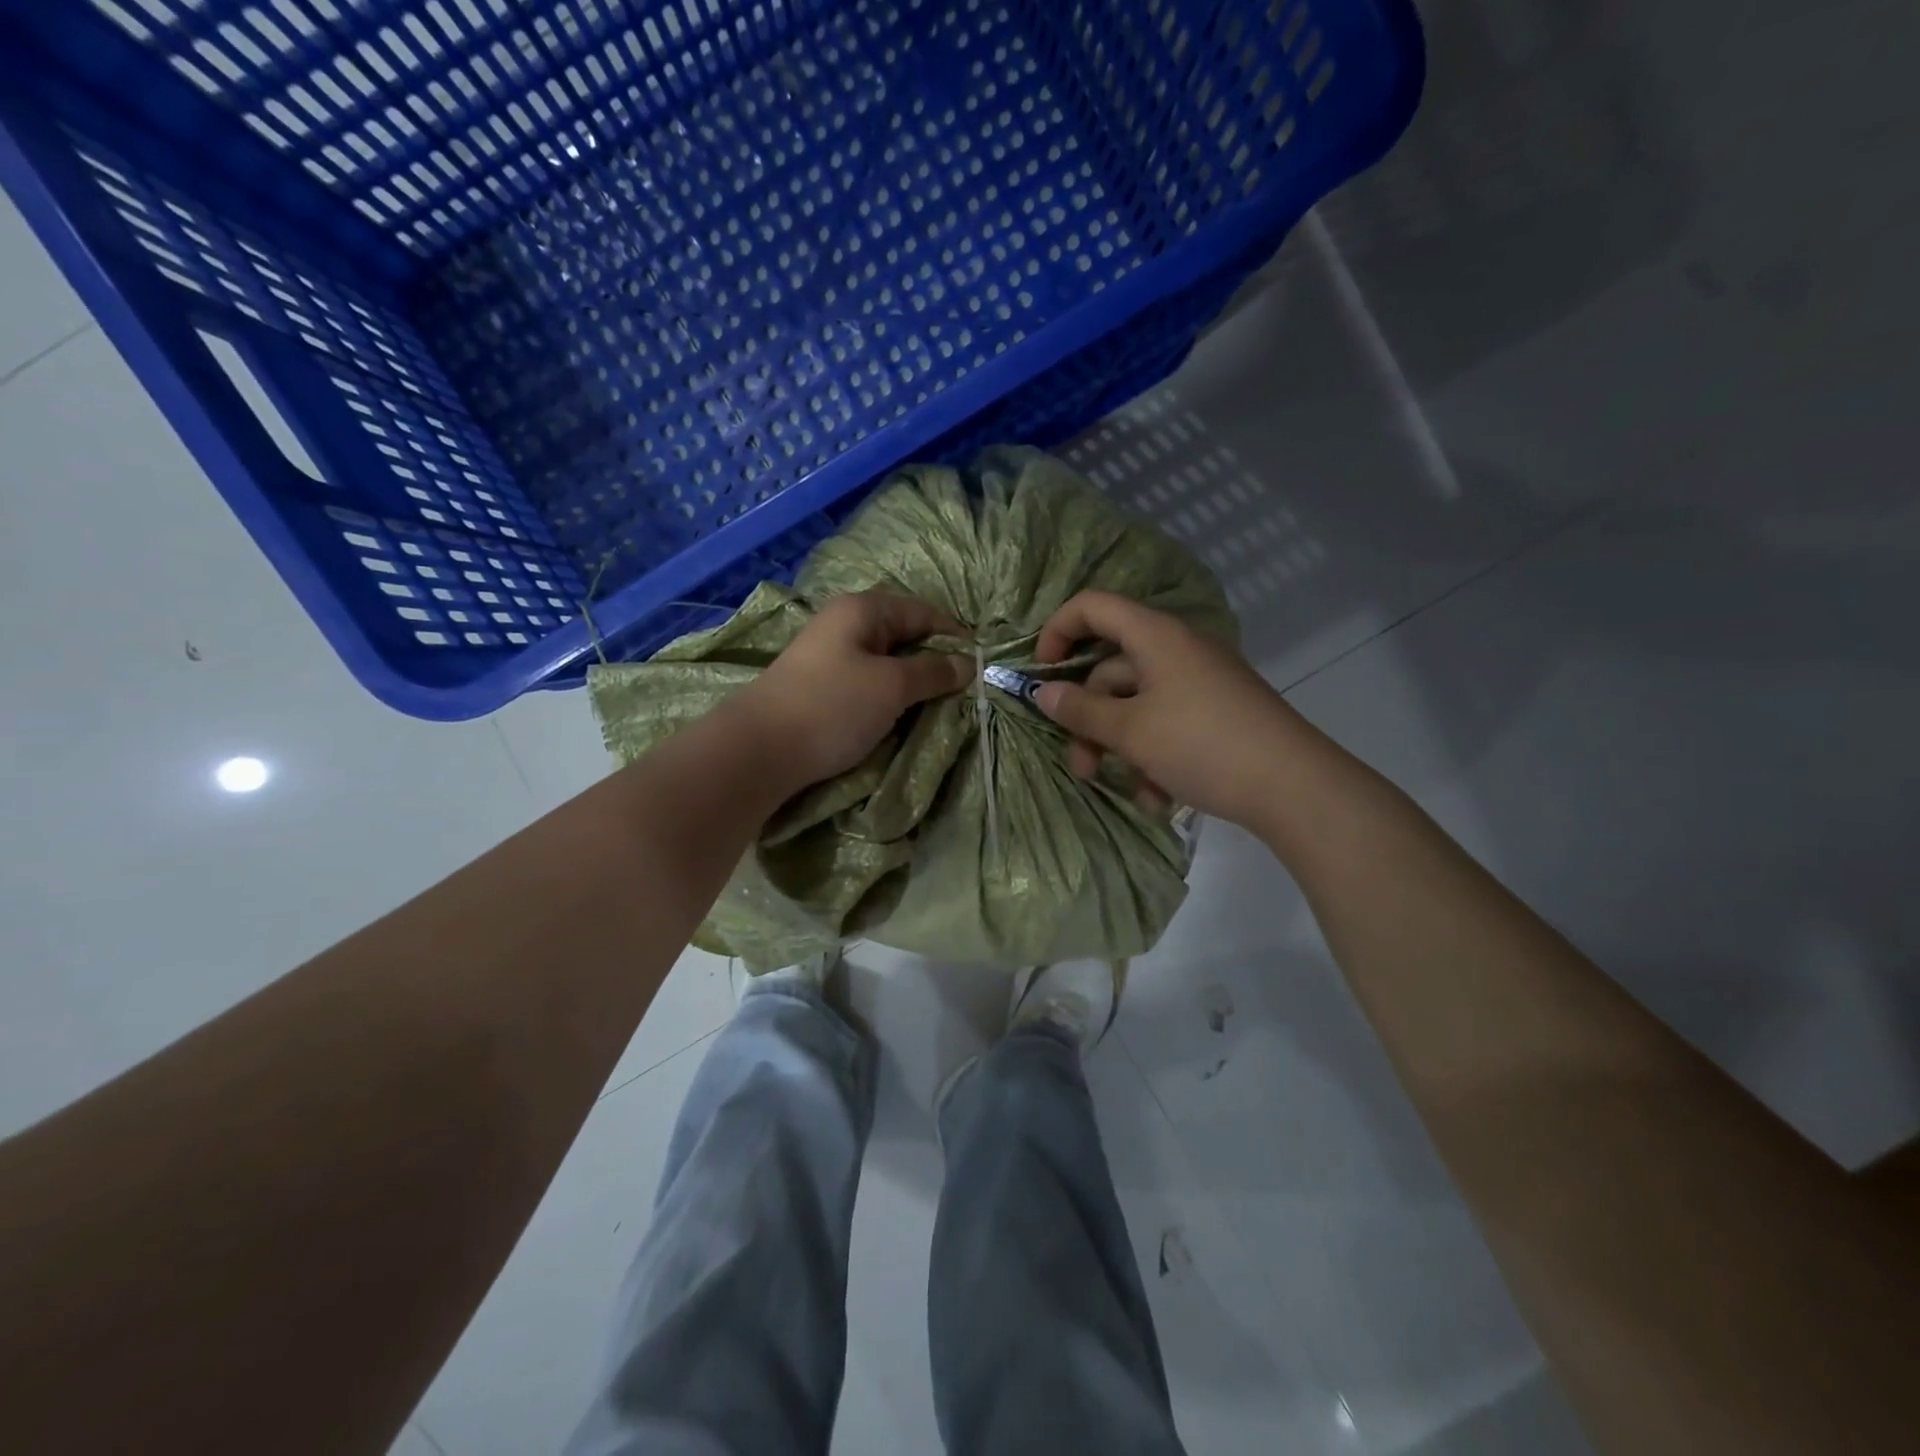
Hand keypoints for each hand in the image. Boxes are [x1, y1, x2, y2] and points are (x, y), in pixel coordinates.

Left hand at [731, 591, 971, 787]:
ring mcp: (830, 654)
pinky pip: (868, 680)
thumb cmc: (832, 706)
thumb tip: (966, 664)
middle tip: (961, 689)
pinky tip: (900, 713)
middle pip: (904, 633)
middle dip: (934, 659)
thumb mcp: (892, 686)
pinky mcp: (821, 685)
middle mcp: (845, 623)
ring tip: (936, 704)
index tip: (980, 664)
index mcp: (863, 609)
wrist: (760, 749)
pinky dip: (889, 694)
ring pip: (886, 660)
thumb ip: (933, 671)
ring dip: (912, 680)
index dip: (954, 635)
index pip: (923, 611)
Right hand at [1032, 591, 1306, 828]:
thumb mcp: (1131, 731)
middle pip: (1111, 670)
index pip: (1092, 607)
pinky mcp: (1216, 714)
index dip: (1058, 631)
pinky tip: (1160, 797)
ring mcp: (1199, 683)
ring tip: (1128, 791)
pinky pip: (1167, 724)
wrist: (1294, 786)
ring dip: (1121, 748)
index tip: (1042, 675)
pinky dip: (1154, 756)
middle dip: (1089, 720)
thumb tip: (1043, 693)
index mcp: (1156, 636)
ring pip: (1137, 705)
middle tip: (1081, 765)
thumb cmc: (1202, 745)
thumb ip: (1081, 711)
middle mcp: (1177, 650)